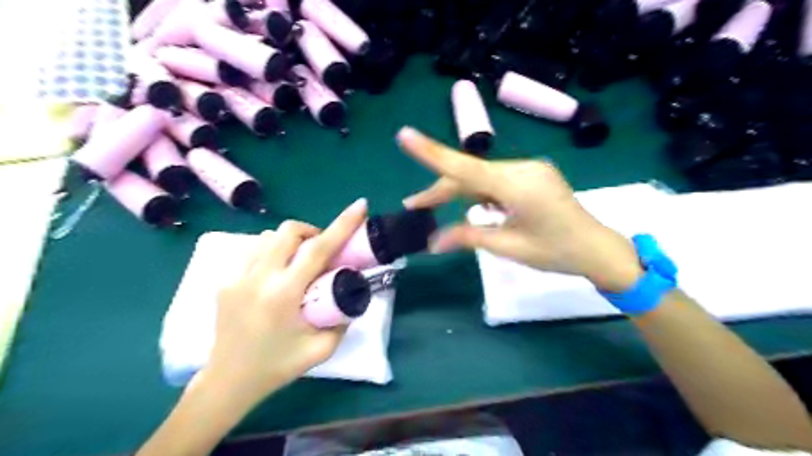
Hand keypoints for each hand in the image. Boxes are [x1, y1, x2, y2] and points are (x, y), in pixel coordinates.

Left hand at [201, 198, 370, 402]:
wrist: (227, 381)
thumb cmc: (278, 367)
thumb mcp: (322, 348)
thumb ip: (343, 318)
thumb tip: (351, 292)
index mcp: (284, 295)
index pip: (318, 249)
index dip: (342, 224)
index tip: (360, 206)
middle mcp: (258, 277)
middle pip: (289, 231)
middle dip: (312, 232)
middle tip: (322, 251)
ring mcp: (237, 276)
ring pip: (269, 236)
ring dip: (291, 241)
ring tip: (299, 262)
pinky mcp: (225, 280)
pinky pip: (255, 250)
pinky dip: (273, 251)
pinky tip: (277, 272)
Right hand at [398, 126, 643, 291]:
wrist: (598, 248)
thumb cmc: (556, 252)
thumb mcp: (509, 247)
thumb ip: (469, 237)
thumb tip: (432, 241)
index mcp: (518, 186)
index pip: (466, 168)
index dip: (433, 153)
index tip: (404, 135)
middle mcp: (522, 168)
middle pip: (470, 174)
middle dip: (441, 190)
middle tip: (414, 206)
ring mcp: (529, 169)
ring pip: (481, 176)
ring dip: (460, 192)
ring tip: (437, 210)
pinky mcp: (533, 174)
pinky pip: (496, 179)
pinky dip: (480, 193)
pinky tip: (476, 208)